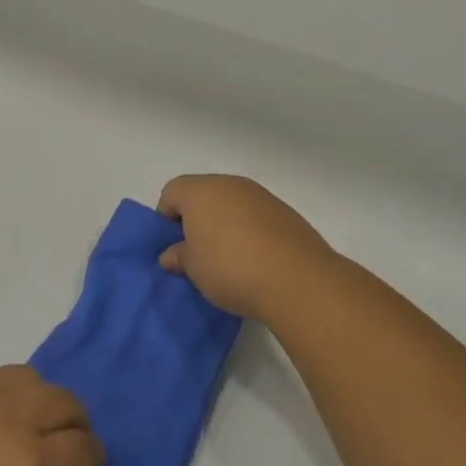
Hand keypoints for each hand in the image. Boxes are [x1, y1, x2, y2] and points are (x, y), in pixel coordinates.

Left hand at [0, 367, 102, 465]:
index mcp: (32, 464)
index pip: (84, 447)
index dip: (92, 459)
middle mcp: (12, 417)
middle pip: (66, 401)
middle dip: (74, 424)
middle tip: (64, 446)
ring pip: (31, 378)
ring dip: (41, 400)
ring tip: (27, 425)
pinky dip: (3, 397)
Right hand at [157, 174, 343, 321]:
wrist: (298, 280)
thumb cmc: (231, 268)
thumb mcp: (193, 269)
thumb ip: (179, 256)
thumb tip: (172, 254)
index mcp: (200, 191)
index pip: (171, 192)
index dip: (167, 218)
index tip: (175, 246)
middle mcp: (230, 184)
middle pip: (203, 194)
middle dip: (197, 219)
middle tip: (199, 252)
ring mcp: (261, 196)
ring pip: (232, 204)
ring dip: (225, 224)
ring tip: (230, 259)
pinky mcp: (286, 212)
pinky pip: (256, 216)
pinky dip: (250, 231)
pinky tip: (256, 259)